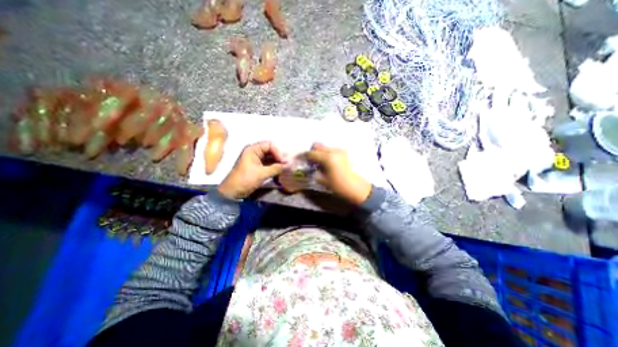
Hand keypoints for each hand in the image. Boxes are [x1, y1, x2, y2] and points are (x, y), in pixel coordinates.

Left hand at [217, 140, 286, 198]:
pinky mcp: (257, 167)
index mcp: (253, 150)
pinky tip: (280, 171)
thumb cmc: (245, 180)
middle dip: (279, 157)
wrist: (233, 192)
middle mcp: (254, 152)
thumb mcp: (262, 174)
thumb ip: (276, 168)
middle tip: (286, 165)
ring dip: (277, 162)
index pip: (269, 145)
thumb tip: (289, 165)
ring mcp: (255, 159)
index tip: (283, 162)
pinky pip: (268, 164)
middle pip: (270, 150)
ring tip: (285, 168)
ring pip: (270, 157)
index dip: (278, 152)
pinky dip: (274, 167)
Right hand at [305, 143, 367, 203]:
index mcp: (327, 158)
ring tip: (319, 162)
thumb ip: (315, 170)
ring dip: (320, 153)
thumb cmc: (337, 185)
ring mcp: (339, 151)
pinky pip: (331, 150)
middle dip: (313, 152)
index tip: (301, 158)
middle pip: (318, 146)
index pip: (312, 153)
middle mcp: (333, 151)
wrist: (353, 186)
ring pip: (325, 147)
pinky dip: (327, 154)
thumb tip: (310, 166)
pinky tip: (327, 162)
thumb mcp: (322, 179)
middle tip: (310, 160)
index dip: (305, 156)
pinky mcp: (343, 153)